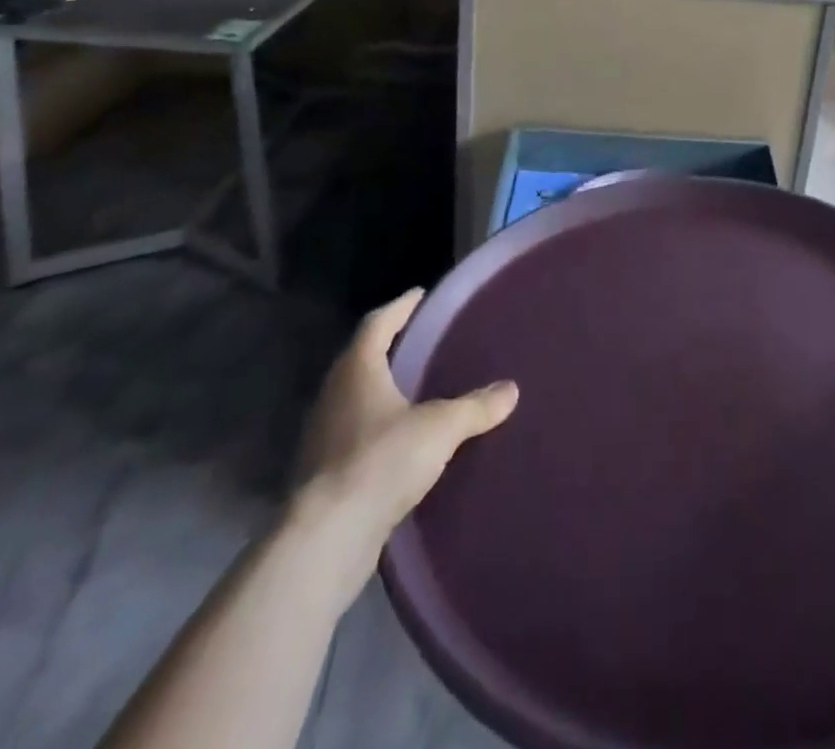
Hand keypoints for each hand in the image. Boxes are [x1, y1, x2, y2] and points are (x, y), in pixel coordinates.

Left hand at [287, 290, 517, 605]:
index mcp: (357, 370)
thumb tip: (511, 390)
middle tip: (424, 338)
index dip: (400, 307)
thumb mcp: (441, 427)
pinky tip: (403, 438)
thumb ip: (476, 406)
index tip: (420, 295)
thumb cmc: (381, 461)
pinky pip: (356, 434)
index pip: (378, 323)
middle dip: (391, 347)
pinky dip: (378, 426)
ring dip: (383, 389)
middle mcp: (334, 395)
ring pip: (356, 398)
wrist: (326, 540)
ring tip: (417, 387)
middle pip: (362, 358)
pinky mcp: (323, 474)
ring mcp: (323, 436)